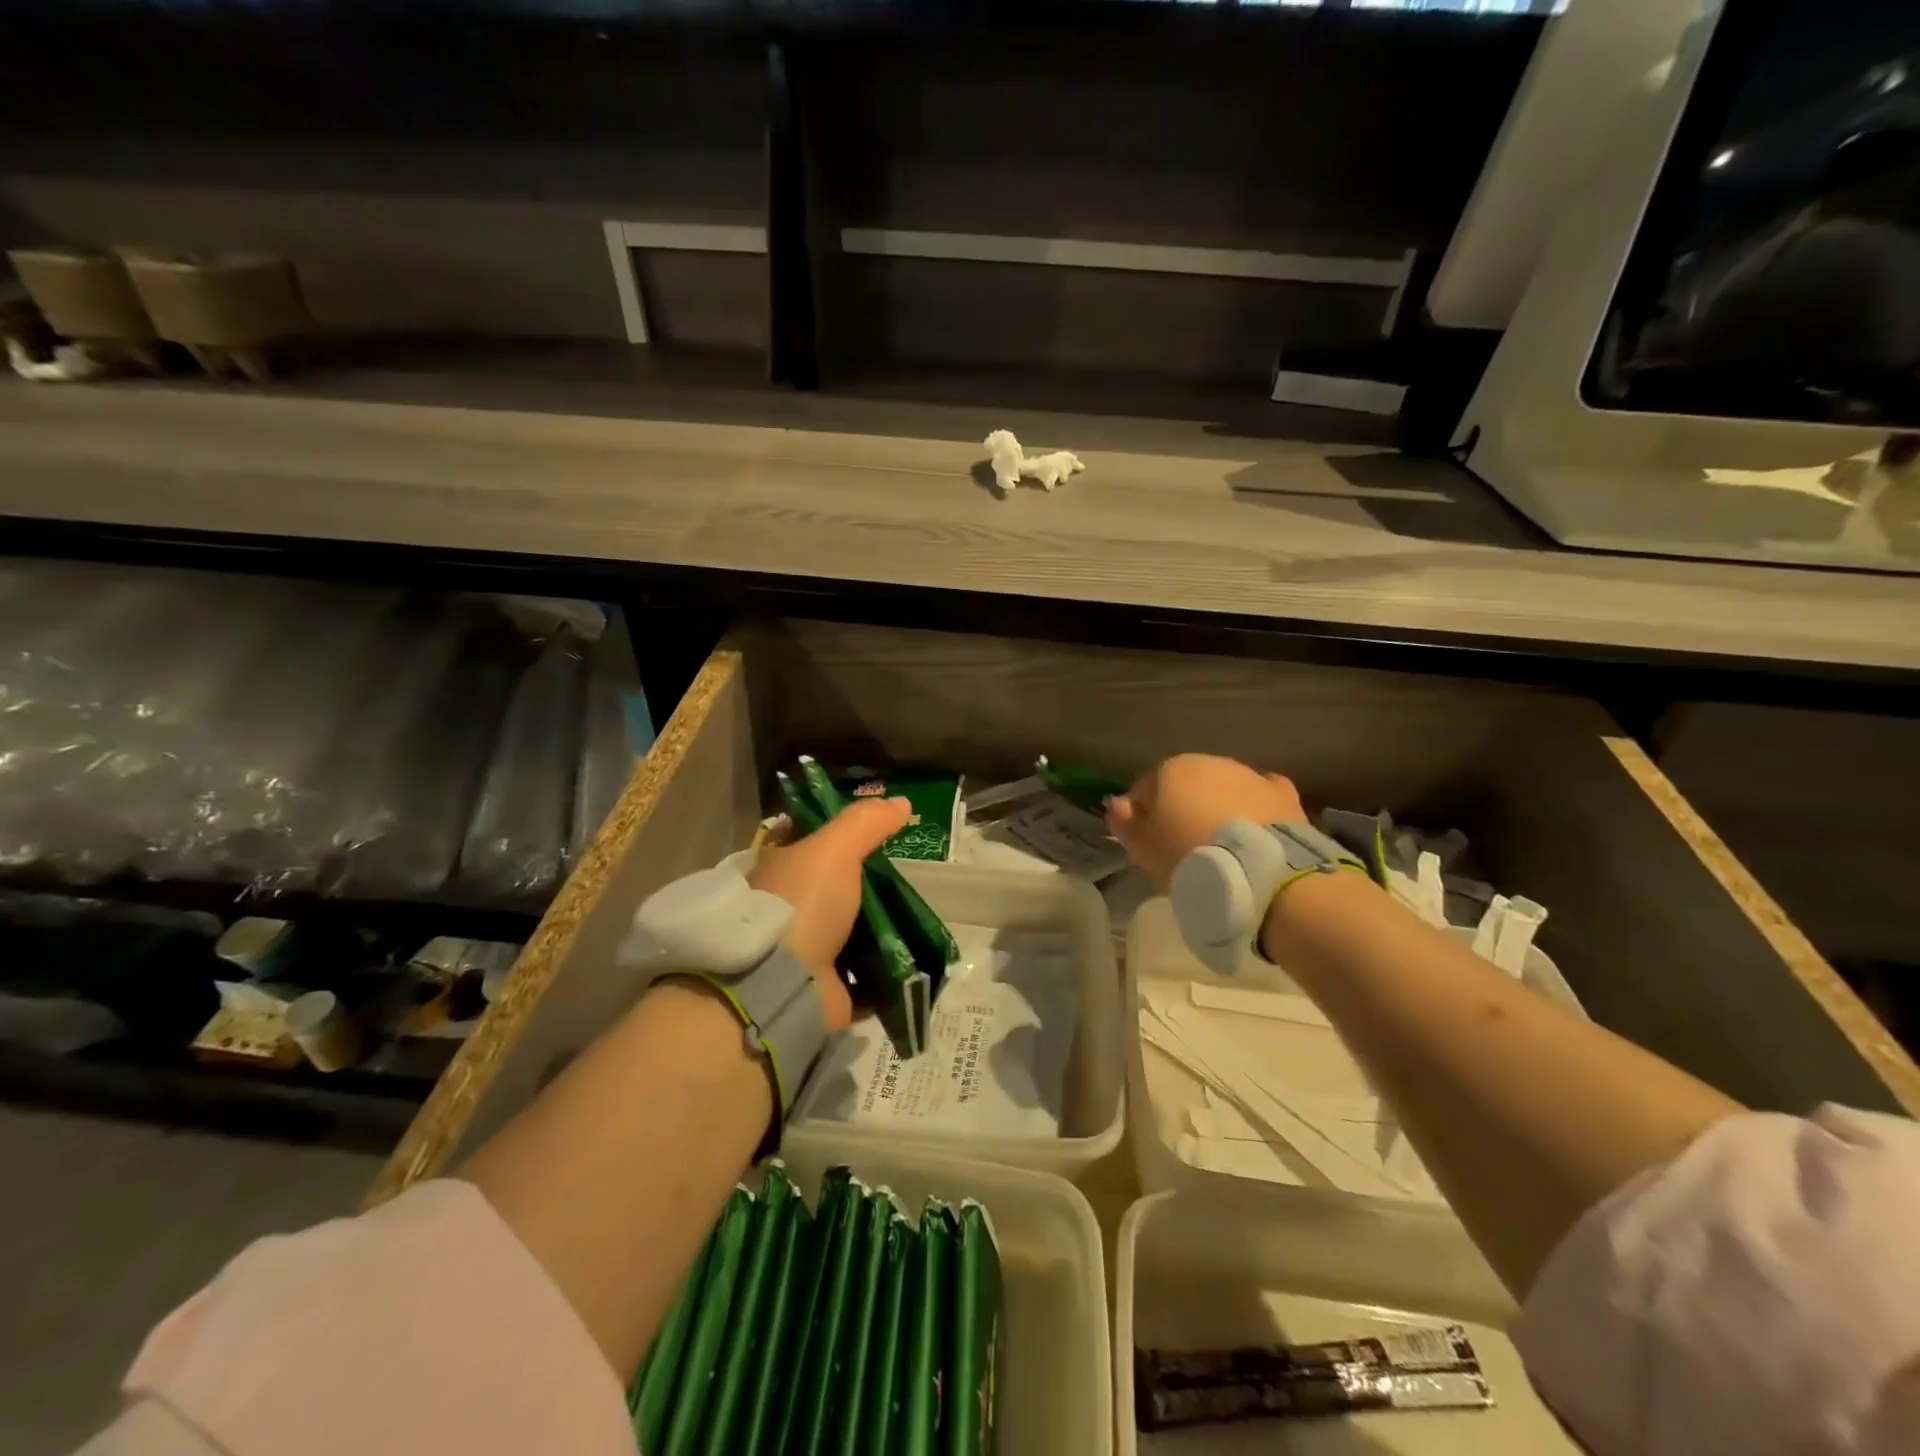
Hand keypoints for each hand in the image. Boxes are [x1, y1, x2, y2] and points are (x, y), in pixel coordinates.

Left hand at [748, 796, 911, 1033]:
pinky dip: (884, 973)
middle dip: (867, 888)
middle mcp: (786, 910)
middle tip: (907, 881)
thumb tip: (902, 802)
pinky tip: (911, 959)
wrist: (781, 984)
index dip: (839, 838)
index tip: (879, 838)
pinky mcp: (824, 990)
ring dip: (879, 932)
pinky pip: (863, 978)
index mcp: (780, 871)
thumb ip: (866, 822)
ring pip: (850, 934)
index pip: (808, 844)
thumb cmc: (802, 903)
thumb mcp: (835, 848)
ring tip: (918, 919)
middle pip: (834, 891)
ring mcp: (802, 953)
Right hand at [1107, 753, 1306, 888]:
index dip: (1144, 818)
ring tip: (1223, 845)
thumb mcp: (1142, 848)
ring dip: (1219, 807)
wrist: (1259, 871)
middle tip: (1187, 847)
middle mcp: (1208, 761)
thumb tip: (1118, 803)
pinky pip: (1259, 797)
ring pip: (1223, 789)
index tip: (1150, 845)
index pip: (1145, 790)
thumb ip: (1124, 822)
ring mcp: (1248, 774)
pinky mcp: (1281, 793)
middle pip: (1186, 785)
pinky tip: (1254, 831)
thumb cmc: (1189, 857)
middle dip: (1184, 808)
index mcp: (1169, 770)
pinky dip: (1254, 809)